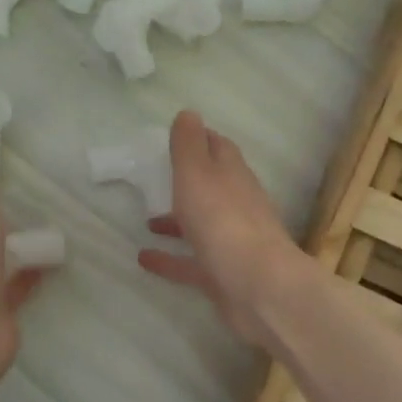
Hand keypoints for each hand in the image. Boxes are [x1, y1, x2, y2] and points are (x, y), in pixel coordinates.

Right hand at [137, 110, 303, 344]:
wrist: (257, 288)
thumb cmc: (223, 221)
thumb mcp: (198, 173)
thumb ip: (189, 145)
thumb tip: (188, 113)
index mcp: (233, 175)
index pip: (218, 148)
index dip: (199, 139)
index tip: (175, 137)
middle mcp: (236, 205)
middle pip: (212, 186)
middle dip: (187, 180)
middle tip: (155, 178)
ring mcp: (231, 242)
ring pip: (201, 225)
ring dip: (176, 220)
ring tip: (145, 220)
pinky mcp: (222, 275)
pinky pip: (190, 263)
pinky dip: (169, 259)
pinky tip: (143, 258)